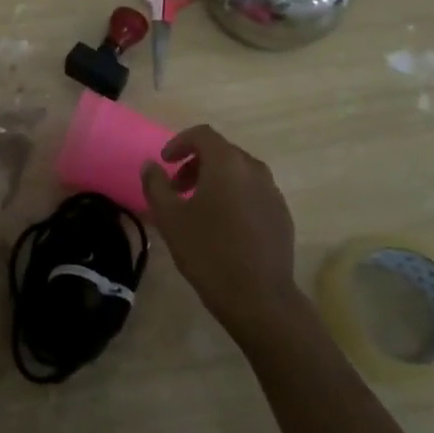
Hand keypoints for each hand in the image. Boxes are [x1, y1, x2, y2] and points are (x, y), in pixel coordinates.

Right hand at [142, 126, 300, 341]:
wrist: (259, 297)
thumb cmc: (208, 252)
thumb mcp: (170, 218)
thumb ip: (156, 184)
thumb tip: (151, 165)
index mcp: (227, 163)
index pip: (203, 135)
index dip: (180, 142)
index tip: (165, 162)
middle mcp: (254, 169)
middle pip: (222, 152)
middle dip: (196, 163)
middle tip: (177, 187)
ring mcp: (272, 192)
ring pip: (239, 173)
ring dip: (216, 180)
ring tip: (198, 207)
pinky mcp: (282, 215)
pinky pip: (253, 192)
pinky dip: (235, 196)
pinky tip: (224, 226)